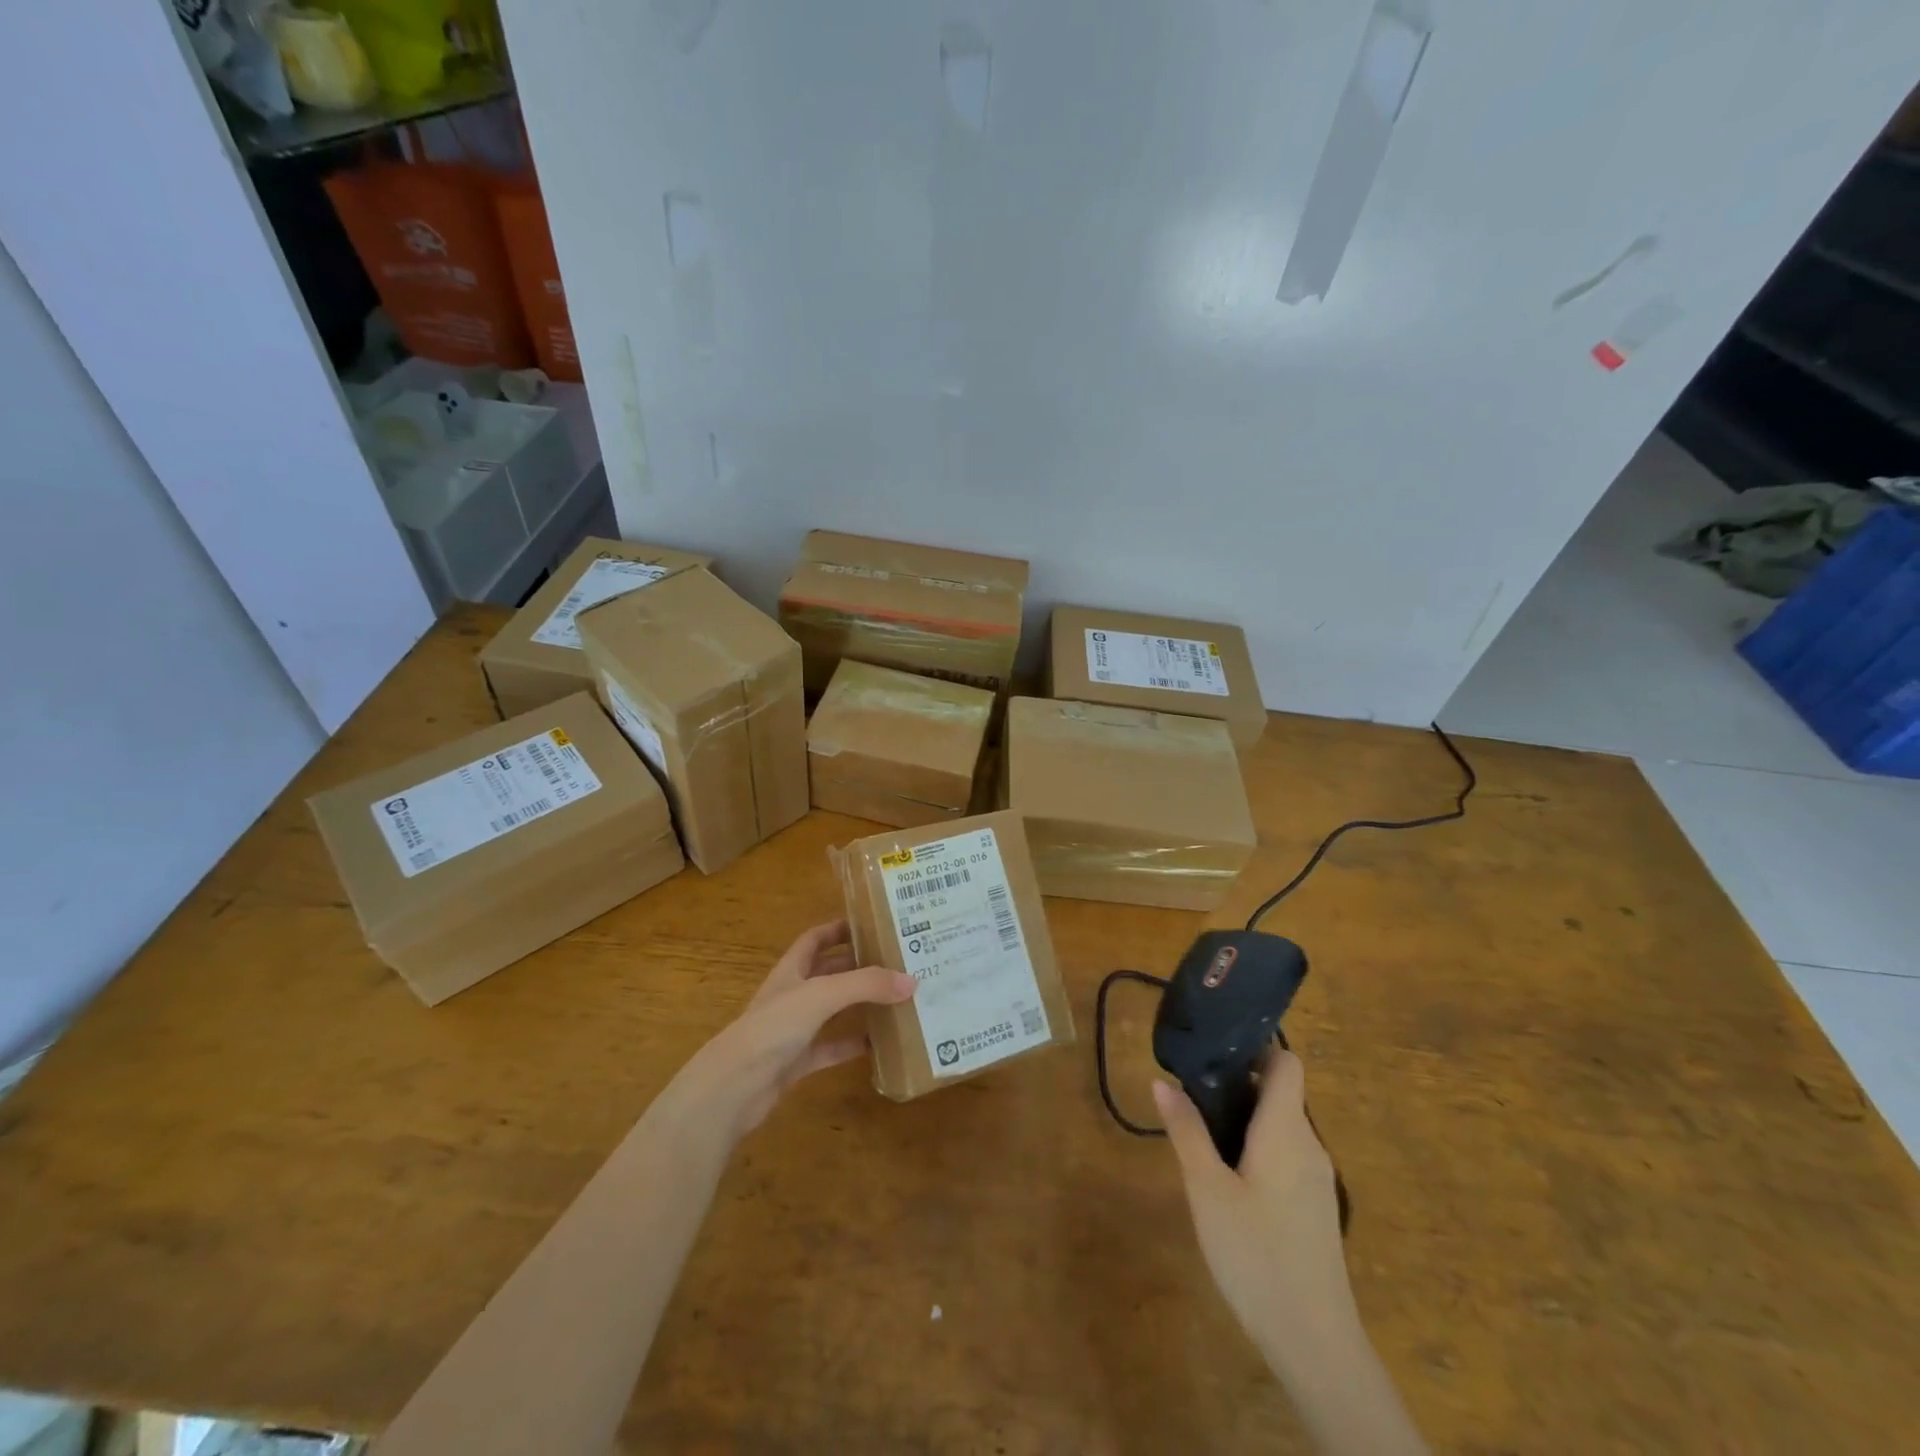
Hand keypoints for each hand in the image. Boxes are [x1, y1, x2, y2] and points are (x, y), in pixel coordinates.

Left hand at [665, 920, 915, 1150]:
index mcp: (791, 970)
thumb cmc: (773, 1027)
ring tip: (895, 998)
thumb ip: (866, 985)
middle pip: (828, 972)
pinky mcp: (797, 1062)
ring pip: (832, 1010)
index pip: (815, 939)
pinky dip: (852, 1044)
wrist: (733, 1087)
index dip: (839, 928)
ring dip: (859, 1004)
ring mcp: (793, 1030)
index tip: (872, 924)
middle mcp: (792, 995)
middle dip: (858, 966)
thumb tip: (912, 980)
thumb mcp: (822, 995)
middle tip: (896, 961)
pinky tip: (879, 1044)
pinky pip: (831, 1048)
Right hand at [1152, 1047, 1355, 1363]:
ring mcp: (1316, 1178)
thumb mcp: (1207, 1190)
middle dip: (1238, 1084)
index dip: (1256, 1048)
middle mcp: (1308, 1144)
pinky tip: (1227, 1175)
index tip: (1215, 1049)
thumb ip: (1186, 1131)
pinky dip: (1257, 1147)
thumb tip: (1162, 1081)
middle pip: (1280, 1092)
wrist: (1315, 1342)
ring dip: (1245, 1118)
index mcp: (1286, 1130)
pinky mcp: (1314, 1206)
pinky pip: (1285, 1154)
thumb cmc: (1256, 1254)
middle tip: (1192, 1092)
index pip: (1287, 1063)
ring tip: (1201, 1130)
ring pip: (1281, 1125)